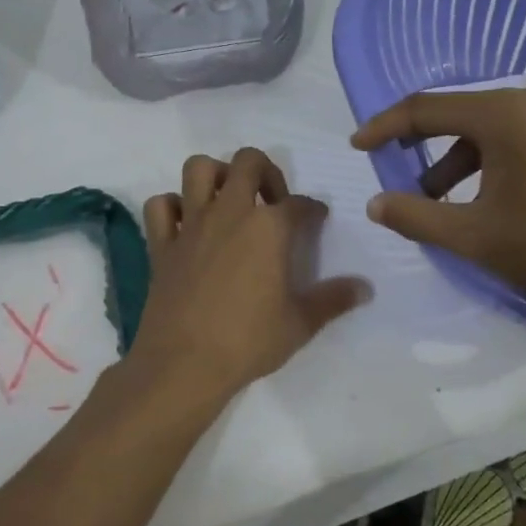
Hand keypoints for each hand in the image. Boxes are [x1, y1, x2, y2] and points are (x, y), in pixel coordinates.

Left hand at [127, 148, 369, 408]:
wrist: (185, 364)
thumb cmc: (249, 341)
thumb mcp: (301, 323)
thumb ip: (333, 299)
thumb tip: (365, 288)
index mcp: (269, 227)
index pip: (299, 203)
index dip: (313, 209)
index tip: (316, 220)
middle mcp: (230, 212)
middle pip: (248, 162)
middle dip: (266, 172)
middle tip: (272, 202)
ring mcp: (191, 225)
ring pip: (198, 169)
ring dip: (216, 175)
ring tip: (229, 200)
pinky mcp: (162, 244)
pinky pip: (160, 206)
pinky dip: (173, 207)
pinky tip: (186, 224)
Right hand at [350, 85, 525, 315]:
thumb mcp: (473, 236)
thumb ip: (417, 216)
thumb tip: (376, 204)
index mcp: (502, 113)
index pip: (424, 108)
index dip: (384, 127)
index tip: (357, 146)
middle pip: (456, 115)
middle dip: (420, 148)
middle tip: (398, 177)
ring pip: (485, 130)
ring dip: (454, 162)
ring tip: (439, 204)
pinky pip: (513, 138)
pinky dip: (486, 163)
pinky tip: (483, 200)